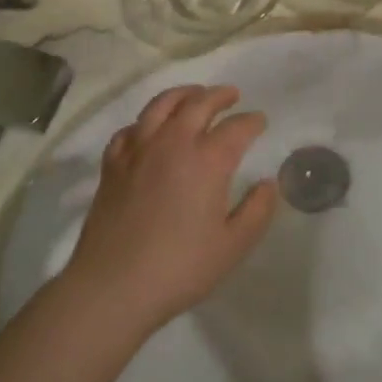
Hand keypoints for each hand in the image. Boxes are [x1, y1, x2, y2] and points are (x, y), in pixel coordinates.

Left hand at [65, 85, 277, 332]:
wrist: (113, 286)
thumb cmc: (180, 267)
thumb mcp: (233, 245)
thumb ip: (257, 210)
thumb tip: (268, 184)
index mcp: (208, 160)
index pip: (236, 128)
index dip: (252, 121)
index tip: (260, 121)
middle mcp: (173, 143)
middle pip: (198, 104)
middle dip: (219, 96)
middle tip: (231, 95)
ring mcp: (138, 150)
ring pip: (161, 105)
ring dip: (183, 94)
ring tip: (194, 95)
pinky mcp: (112, 165)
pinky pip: (130, 129)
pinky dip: (146, 122)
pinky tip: (149, 130)